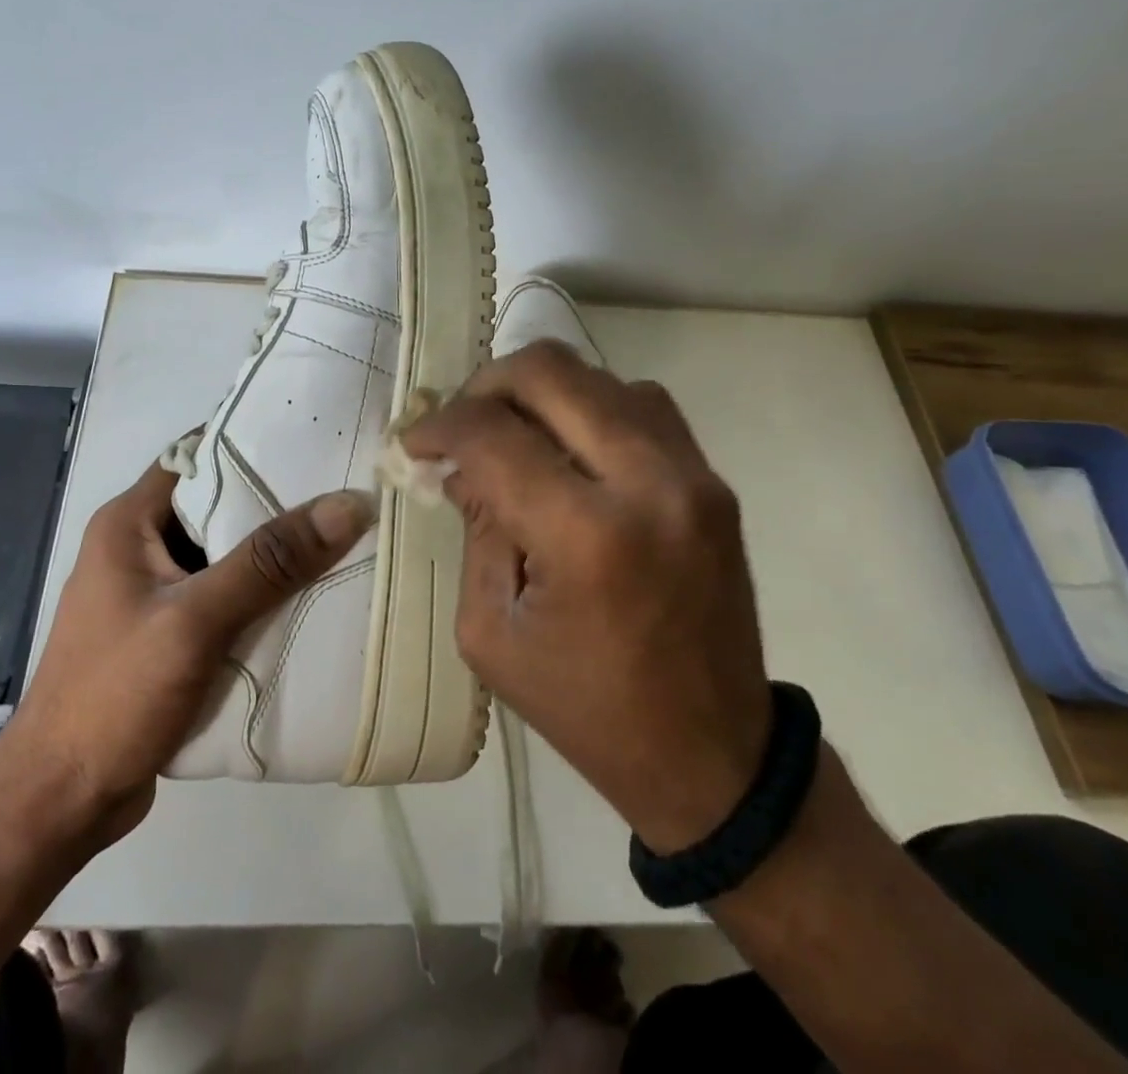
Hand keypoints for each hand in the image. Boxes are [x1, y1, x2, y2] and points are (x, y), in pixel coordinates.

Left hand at [12, 460, 375, 844]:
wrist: (60, 802)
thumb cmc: (115, 695)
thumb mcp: (195, 621)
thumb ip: (269, 562)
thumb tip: (348, 505)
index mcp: (129, 523)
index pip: (197, 456)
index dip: (253, 443)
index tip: (317, 441)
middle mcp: (138, 547)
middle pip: (216, 505)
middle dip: (276, 500)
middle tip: (343, 491)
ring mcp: (152, 593)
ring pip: (223, 554)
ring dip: (272, 553)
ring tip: (341, 537)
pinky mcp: (166, 633)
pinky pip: (222, 596)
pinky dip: (259, 595)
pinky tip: (307, 599)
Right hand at [403, 342, 771, 852]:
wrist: (712, 756)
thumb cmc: (586, 708)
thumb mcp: (492, 631)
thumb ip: (476, 530)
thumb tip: (460, 465)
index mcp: (585, 534)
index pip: (493, 434)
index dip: (439, 427)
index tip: (414, 444)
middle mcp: (647, 482)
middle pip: (551, 372)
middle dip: (486, 385)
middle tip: (459, 424)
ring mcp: (692, 474)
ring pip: (599, 377)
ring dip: (541, 393)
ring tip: (511, 433)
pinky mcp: (713, 481)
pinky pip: (641, 405)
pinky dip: (591, 407)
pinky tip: (568, 448)